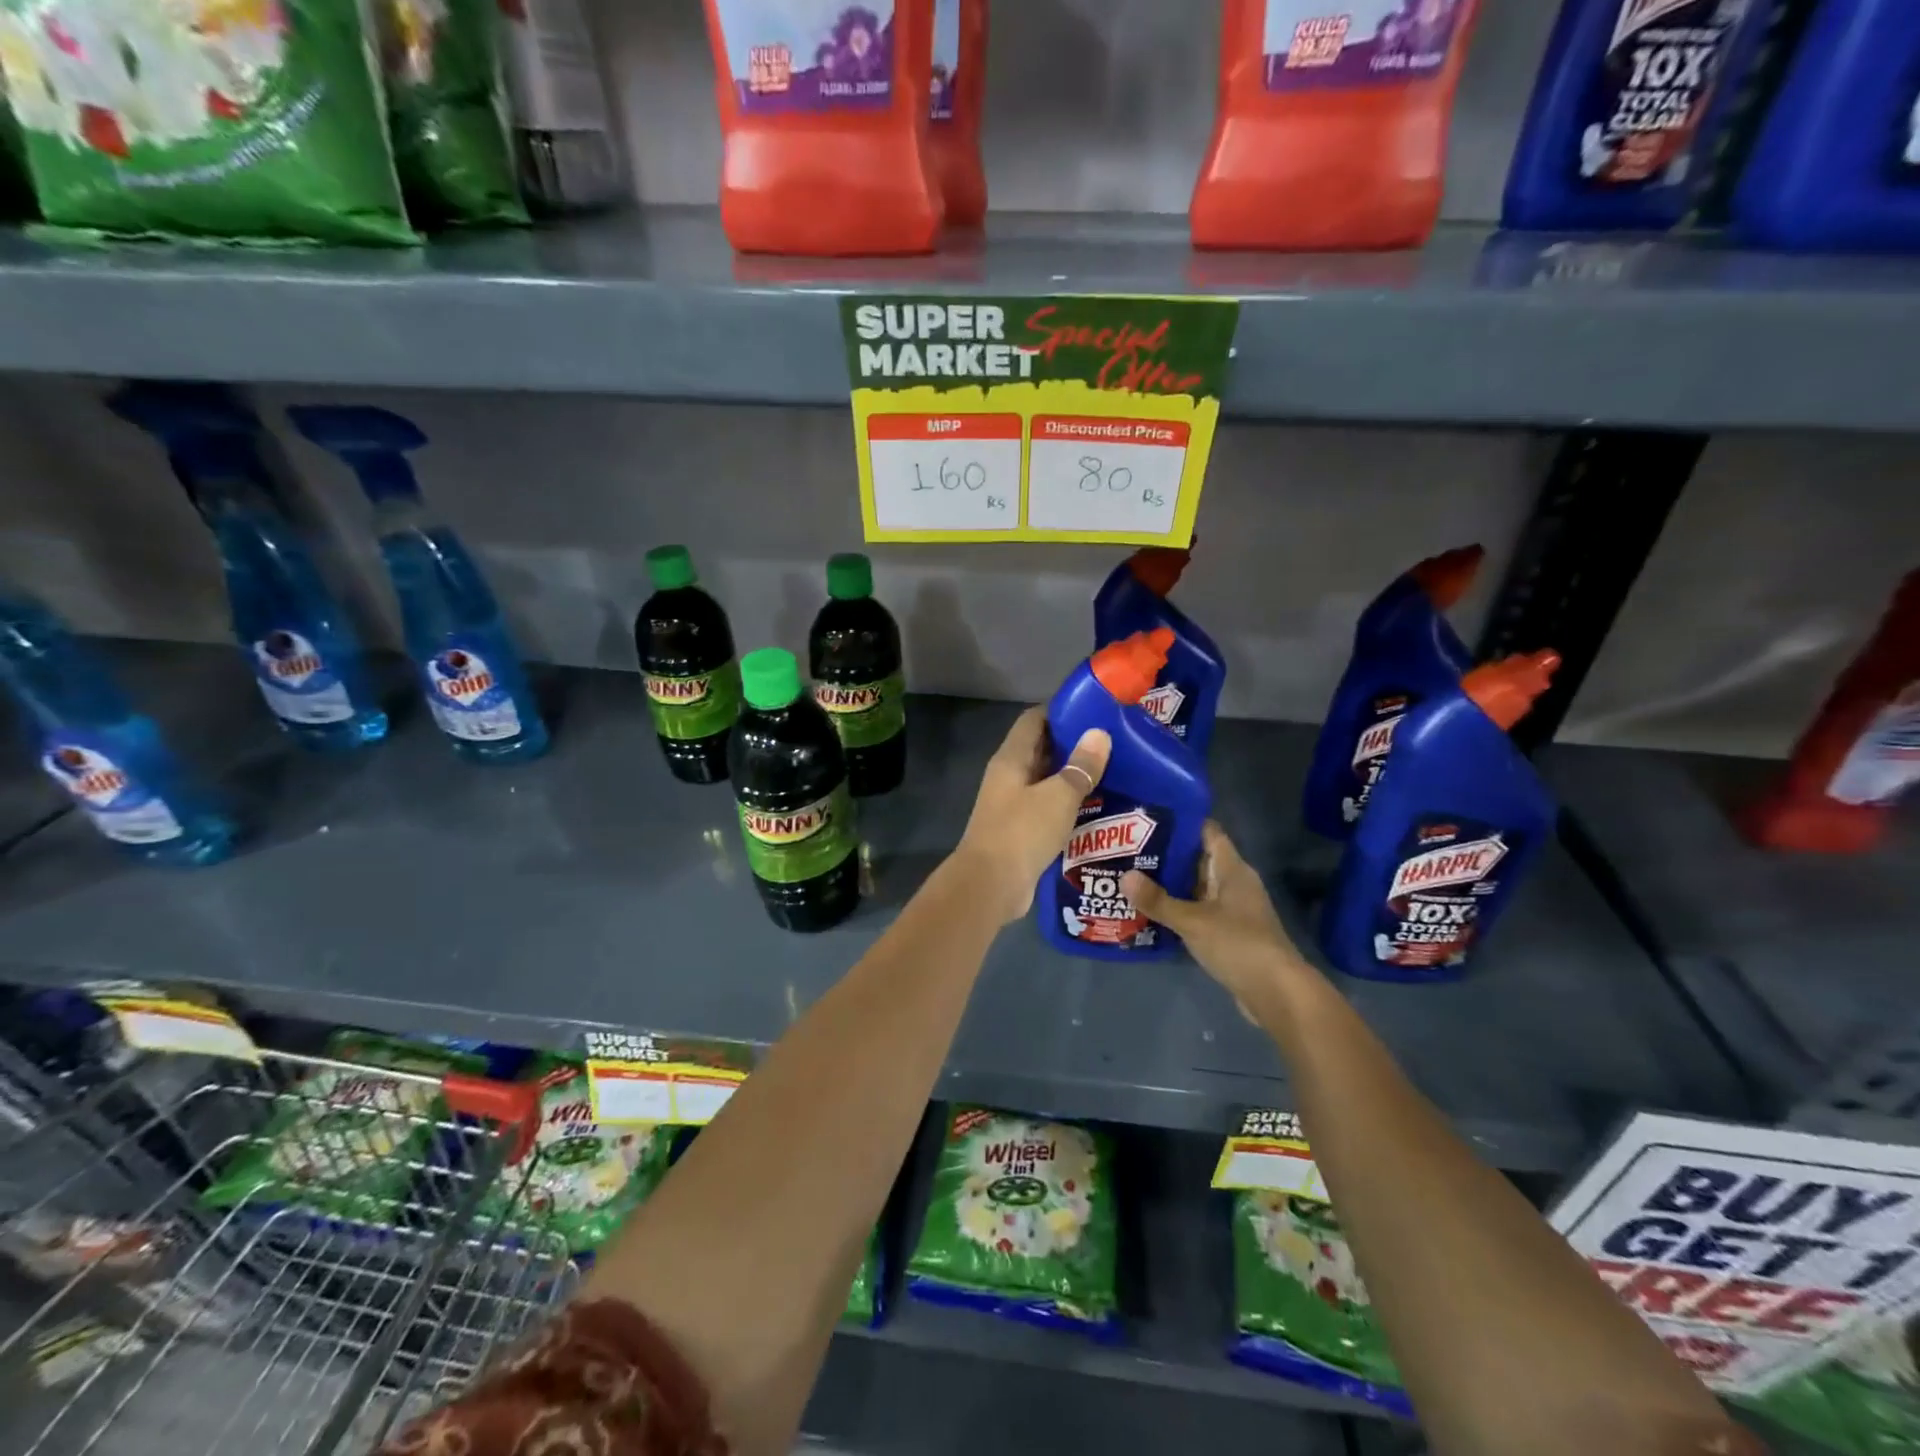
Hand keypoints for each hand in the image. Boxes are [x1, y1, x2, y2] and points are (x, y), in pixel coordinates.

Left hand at [953, 706, 1110, 924]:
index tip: (1094, 710)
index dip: (1061, 711)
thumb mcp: (1058, 796)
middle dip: (1073, 744)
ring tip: (1113, 772)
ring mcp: (1012, 804)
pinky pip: (1047, 808)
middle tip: (1112, 743)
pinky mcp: (1020, 830)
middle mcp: (1009, 777)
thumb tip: (1099, 734)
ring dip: (1072, 777)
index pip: (1034, 720)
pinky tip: (1097, 808)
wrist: (990, 885)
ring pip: (1046, 781)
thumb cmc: (1022, 832)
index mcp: (1011, 759)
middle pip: (1041, 749)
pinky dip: (1068, 805)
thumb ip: (1080, 767)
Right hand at [1122, 821, 1306, 1011]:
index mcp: (1232, 869)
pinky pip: (1198, 912)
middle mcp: (1234, 884)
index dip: (1181, 822)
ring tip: (1131, 878)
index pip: (1208, 832)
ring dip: (1169, 885)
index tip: (1147, 817)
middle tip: (1127, 849)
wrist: (1277, 994)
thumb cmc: (1239, 945)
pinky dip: (1177, 910)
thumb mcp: (1193, 921)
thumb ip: (1158, 900)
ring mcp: (1233, 910)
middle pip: (1198, 859)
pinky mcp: (1229, 934)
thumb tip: (1124, 877)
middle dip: (1166, 854)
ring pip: (1196, 888)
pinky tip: (1150, 912)